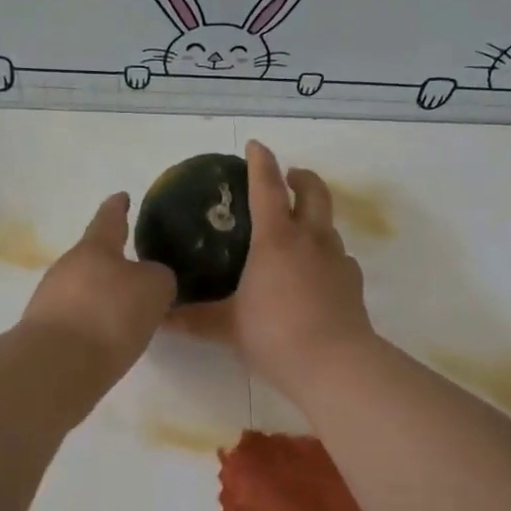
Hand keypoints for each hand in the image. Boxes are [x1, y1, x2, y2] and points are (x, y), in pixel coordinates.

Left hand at [21, 193, 174, 379]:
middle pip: (94, 257)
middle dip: (114, 262)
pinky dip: (95, 323)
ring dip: (104, 296)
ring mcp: (51, 300)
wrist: (57, 367)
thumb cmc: (110, 315)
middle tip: (139, 269)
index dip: (118, 208)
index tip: (122, 196)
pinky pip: (78, 319)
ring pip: (85, 289)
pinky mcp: (45, 333)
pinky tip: (110, 338)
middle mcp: (68, 267)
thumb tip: (151, 279)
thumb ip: (159, 277)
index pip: (109, 219)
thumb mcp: (154, 288)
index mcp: (94, 248)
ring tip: (129, 310)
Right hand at [170, 140, 373, 396]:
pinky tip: (315, 275)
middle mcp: (310, 240)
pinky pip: (339, 257)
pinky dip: (326, 255)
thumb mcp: (227, 328)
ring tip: (297, 232)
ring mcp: (337, 260)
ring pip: (328, 224)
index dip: (261, 162)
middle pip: (313, 192)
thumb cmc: (275, 336)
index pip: (267, 187)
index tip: (255, 145)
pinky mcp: (353, 282)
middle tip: (289, 178)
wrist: (335, 365)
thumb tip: (158, 318)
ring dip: (314, 217)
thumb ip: (192, 320)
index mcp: (276, 240)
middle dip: (301, 177)